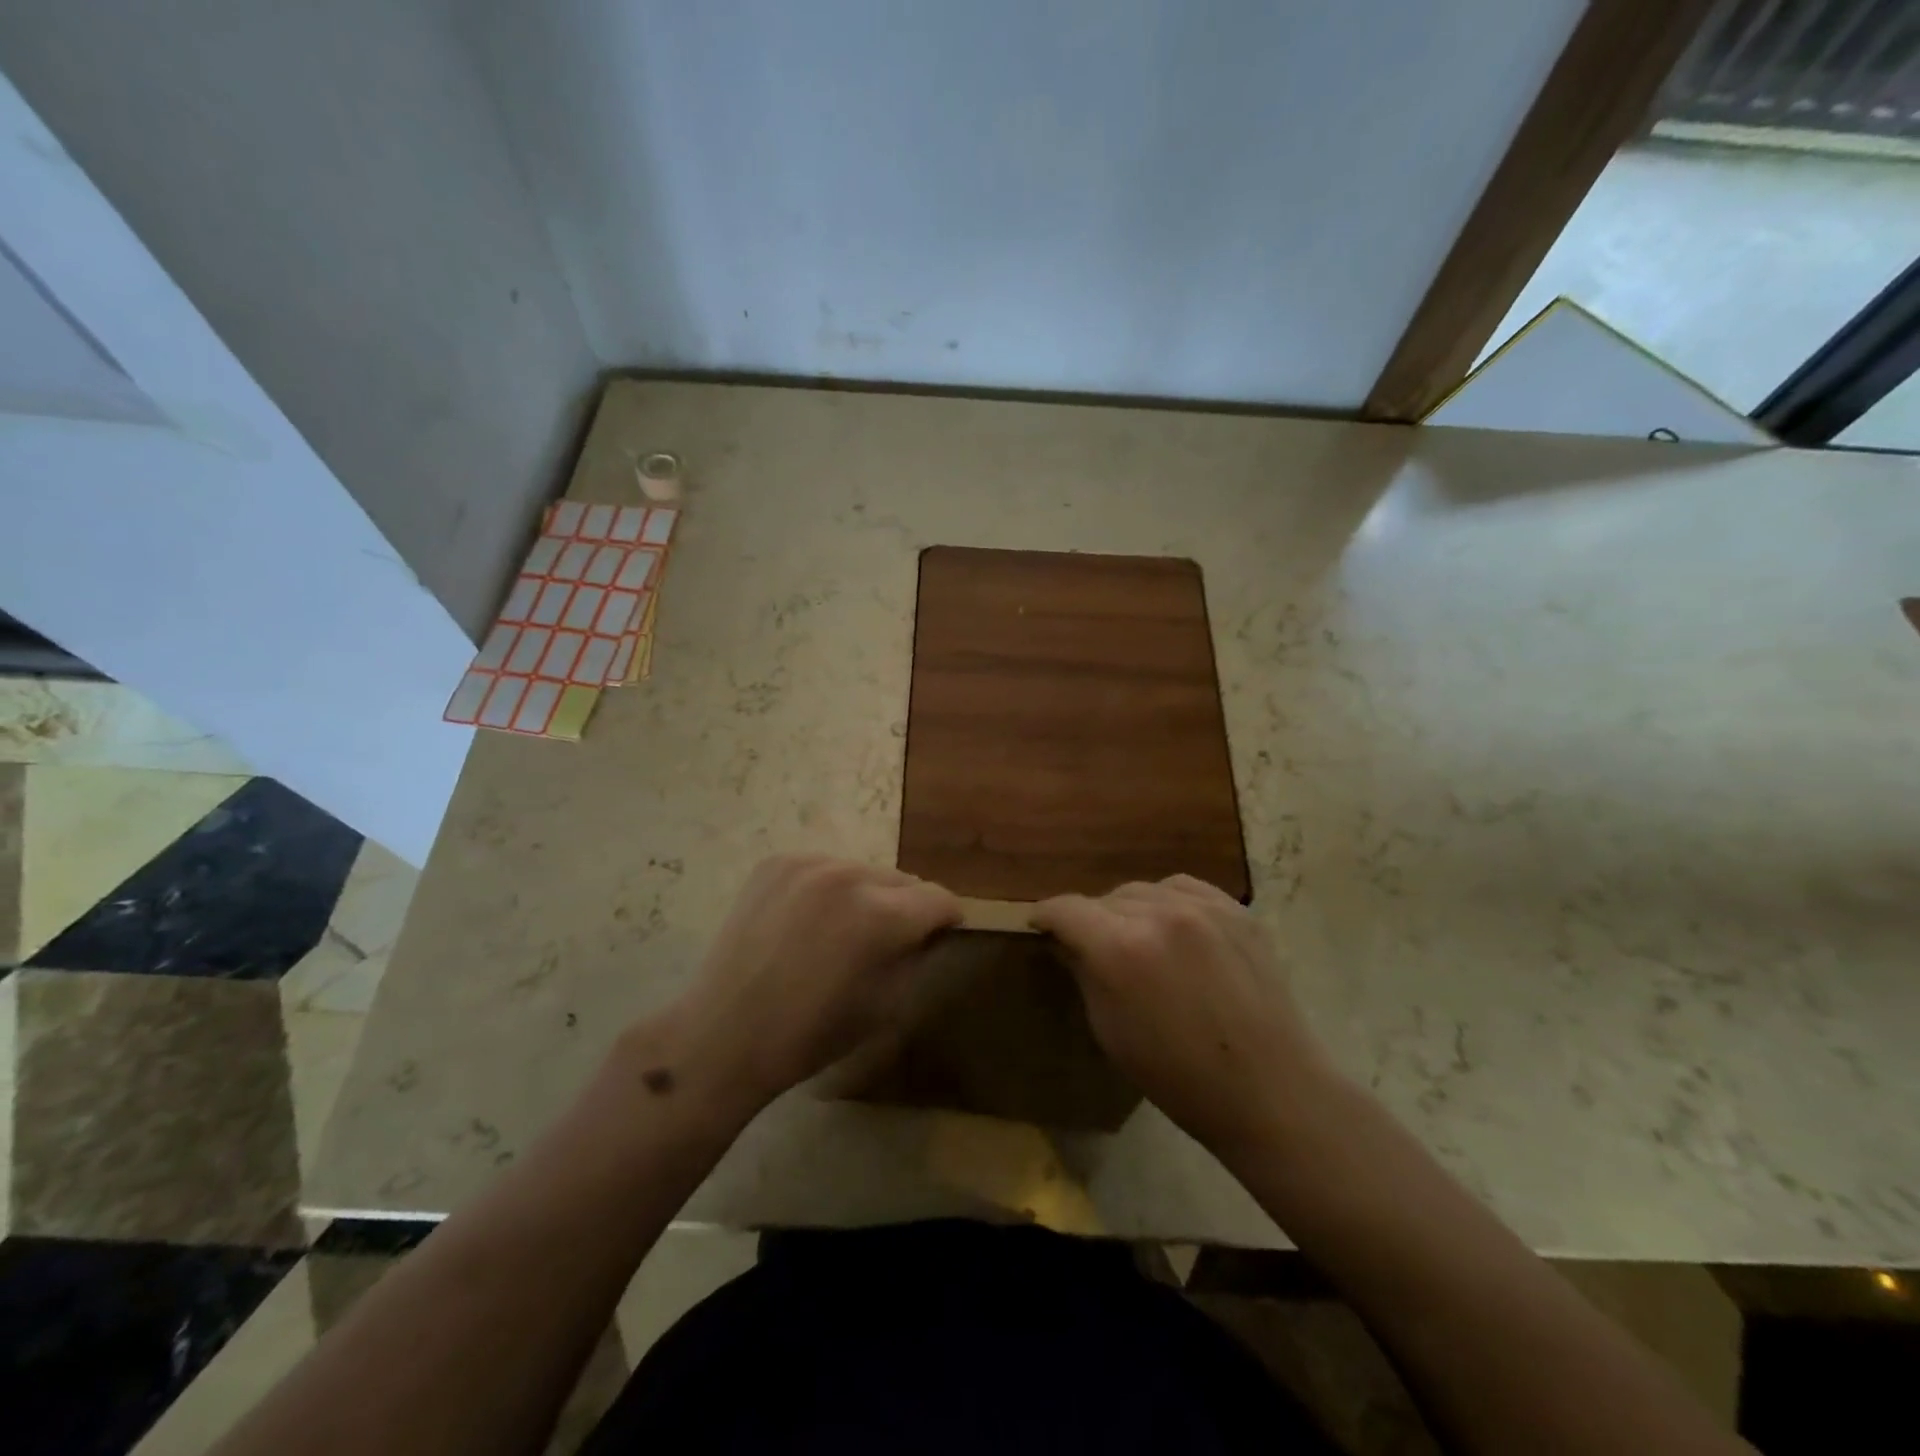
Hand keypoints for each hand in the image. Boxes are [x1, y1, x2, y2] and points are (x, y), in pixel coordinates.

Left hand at [646, 856, 960, 1119]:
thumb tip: (930, 930)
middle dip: (906, 907)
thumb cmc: (812, 1034)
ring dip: (866, 895)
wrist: (725, 1033)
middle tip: (886, 941)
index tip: (938, 937)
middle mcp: (848, 875)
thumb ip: (918, 956)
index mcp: (881, 915)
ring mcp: (808, 864)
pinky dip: (827, 890)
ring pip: (862, 871)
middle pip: (902, 879)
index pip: (939, 898)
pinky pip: (824, 868)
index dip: (946, 920)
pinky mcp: (776, 863)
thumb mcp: (887, 1007)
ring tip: (841, 932)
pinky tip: (806, 922)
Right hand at [1032, 876, 1340, 1159]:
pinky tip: (1171, 925)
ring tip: (1135, 936)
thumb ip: (1084, 973)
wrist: (1269, 1089)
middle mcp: (1158, 913)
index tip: (1038, 924)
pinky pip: (1183, 888)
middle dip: (1091, 919)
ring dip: (1128, 910)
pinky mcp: (1236, 910)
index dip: (1046, 915)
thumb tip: (1067, 942)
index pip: (1067, 909)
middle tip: (1092, 946)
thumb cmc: (1178, 1076)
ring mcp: (1202, 907)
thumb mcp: (1110, 1030)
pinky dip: (1166, 901)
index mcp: (1120, 948)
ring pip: (1143, 890)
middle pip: (1105, 898)